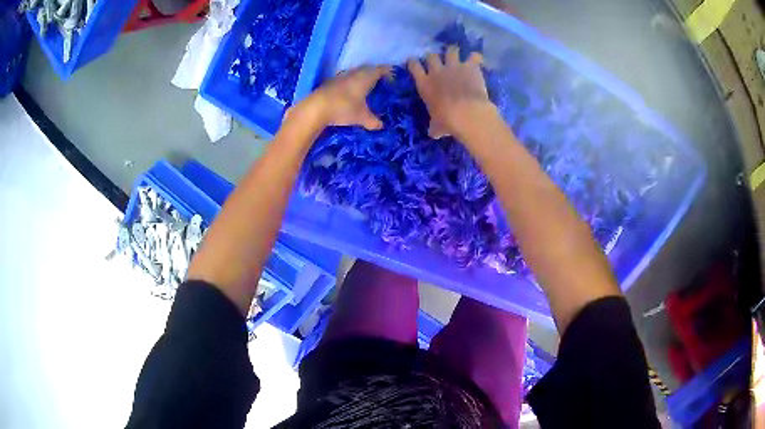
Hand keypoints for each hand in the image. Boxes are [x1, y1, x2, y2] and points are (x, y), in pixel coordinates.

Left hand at [289, 65, 390, 131]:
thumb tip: (381, 126)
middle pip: (368, 69)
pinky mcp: (330, 82)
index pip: (381, 70)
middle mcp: (354, 73)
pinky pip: (345, 80)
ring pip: (355, 74)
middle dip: (374, 75)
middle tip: (380, 84)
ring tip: (365, 89)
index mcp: (366, 77)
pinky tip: (350, 94)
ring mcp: (341, 76)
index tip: (392, 79)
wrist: (315, 108)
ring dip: (361, 79)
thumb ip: (373, 121)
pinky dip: (350, 84)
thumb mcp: (361, 117)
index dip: (388, 72)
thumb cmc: (344, 108)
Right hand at [408, 46, 495, 138]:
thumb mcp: (436, 126)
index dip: (413, 62)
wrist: (467, 113)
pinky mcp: (470, 66)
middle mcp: (437, 71)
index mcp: (425, 84)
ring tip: (456, 54)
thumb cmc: (447, 121)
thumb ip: (434, 127)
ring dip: (453, 51)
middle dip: (434, 56)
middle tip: (438, 61)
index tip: (414, 62)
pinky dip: (476, 58)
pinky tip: (477, 60)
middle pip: (431, 55)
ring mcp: (454, 66)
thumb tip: (432, 133)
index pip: (414, 66)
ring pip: (451, 50)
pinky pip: (474, 56)